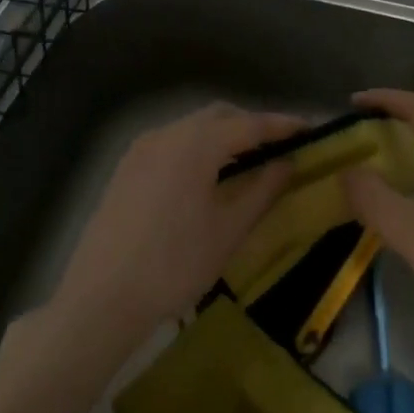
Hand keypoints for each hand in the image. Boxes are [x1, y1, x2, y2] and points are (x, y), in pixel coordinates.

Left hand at [49, 103, 304, 353]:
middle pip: (219, 116)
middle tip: (280, 147)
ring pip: (192, 127)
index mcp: (196, 143)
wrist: (102, 296)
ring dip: (223, 135)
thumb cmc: (174, 264)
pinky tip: (208, 175)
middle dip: (252, 125)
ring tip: (248, 161)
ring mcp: (142, 147)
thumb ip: (263, 190)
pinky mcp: (127, 166)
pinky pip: (172, 142)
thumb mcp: (228, 230)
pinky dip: (198, 147)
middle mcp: (168, 133)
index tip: (311, 129)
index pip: (249, 124)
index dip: (282, 125)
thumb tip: (288, 163)